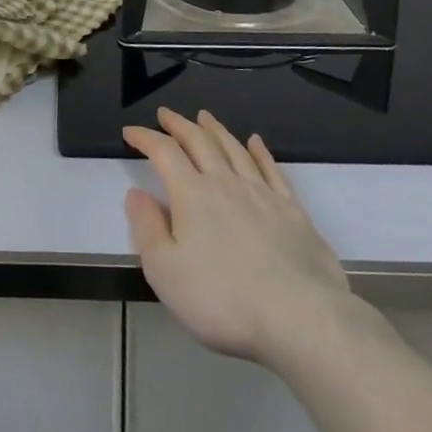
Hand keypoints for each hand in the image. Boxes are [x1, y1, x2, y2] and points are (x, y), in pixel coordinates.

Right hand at [124, 108, 359, 366]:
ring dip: (216, 130)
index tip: (130, 131)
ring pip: (234, 149)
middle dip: (179, 125)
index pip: (164, 152)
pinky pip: (271, 169)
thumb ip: (147, 228)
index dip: (145, 138)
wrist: (301, 318)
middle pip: (200, 142)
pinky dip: (260, 151)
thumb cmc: (223, 299)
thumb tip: (136, 193)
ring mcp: (262, 193)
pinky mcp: (292, 210)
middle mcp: (226, 183)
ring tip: (204, 117)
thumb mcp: (165, 271)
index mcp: (192, 194)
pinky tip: (256, 142)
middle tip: (166, 113)